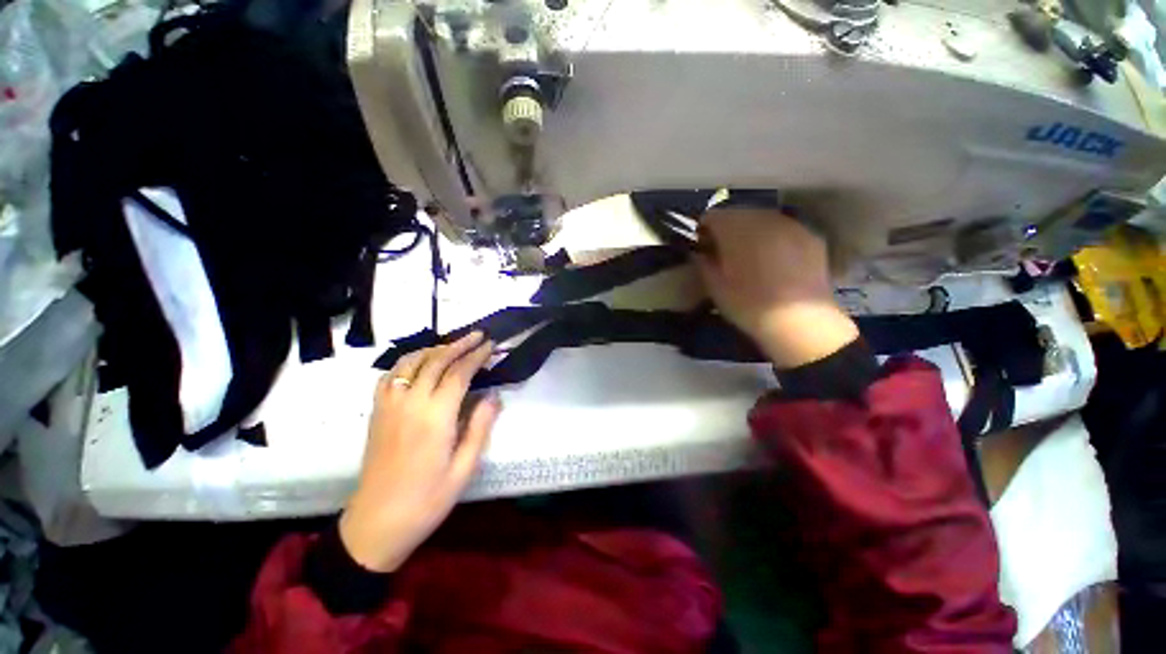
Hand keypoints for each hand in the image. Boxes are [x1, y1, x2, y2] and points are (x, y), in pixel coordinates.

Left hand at [339, 332, 499, 572]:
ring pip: (411, 362)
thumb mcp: (464, 468)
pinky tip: (419, 362)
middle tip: (478, 335)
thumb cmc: (427, 500)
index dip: (476, 356)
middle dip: (459, 344)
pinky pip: (390, 375)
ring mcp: (389, 405)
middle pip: (435, 361)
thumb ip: (480, 427)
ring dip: (434, 348)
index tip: (491, 345)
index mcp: (435, 418)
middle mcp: (410, 403)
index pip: (459, 373)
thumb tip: (493, 395)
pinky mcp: (376, 412)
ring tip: (453, 344)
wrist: (376, 524)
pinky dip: (408, 361)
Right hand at [695, 208, 857, 368]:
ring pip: (763, 219)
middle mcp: (764, 218)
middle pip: (738, 213)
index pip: (712, 216)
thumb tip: (699, 252)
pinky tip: (774, 261)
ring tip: (750, 256)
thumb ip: (703, 263)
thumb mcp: (714, 287)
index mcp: (736, 228)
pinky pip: (784, 229)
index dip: (704, 231)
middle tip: (725, 253)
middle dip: (728, 229)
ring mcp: (791, 224)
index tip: (703, 248)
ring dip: (751, 232)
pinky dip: (773, 238)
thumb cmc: (748, 305)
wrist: (799, 323)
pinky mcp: (811, 236)